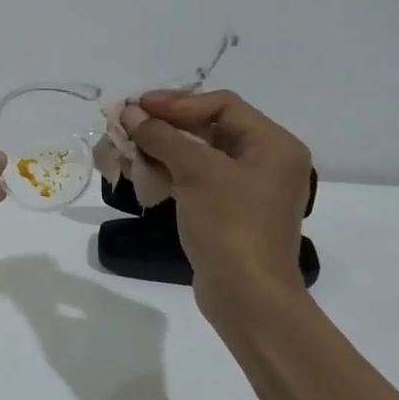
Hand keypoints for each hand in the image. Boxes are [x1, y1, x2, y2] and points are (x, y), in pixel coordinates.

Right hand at [124, 91, 313, 322]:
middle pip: (209, 127)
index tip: (139, 107)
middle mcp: (266, 161)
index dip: (178, 102)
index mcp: (273, 145)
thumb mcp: (196, 171)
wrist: (247, 297)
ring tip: (126, 147)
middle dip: (165, 125)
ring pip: (199, 154)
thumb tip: (130, 112)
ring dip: (162, 148)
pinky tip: (140, 172)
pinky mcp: (229, 212)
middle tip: (127, 123)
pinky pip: (197, 179)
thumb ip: (162, 136)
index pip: (222, 105)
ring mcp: (248, 189)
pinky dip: (169, 172)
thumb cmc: (230, 225)